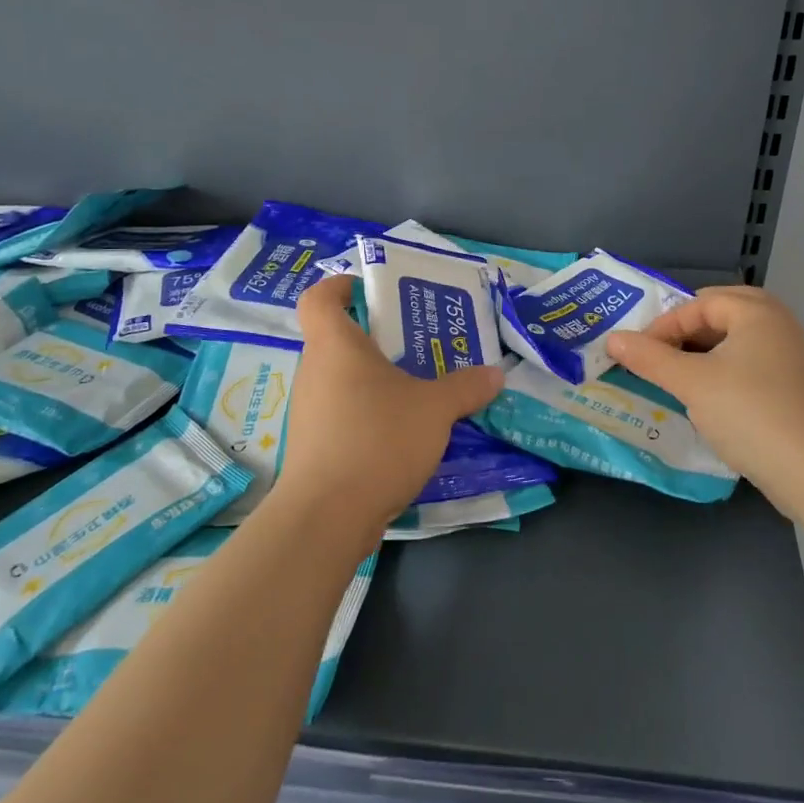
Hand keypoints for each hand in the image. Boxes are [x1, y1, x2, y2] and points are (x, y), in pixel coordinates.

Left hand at [272, 276, 504, 546]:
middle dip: (374, 338)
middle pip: (336, 339)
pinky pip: (340, 413)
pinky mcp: (312, 447)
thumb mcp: (434, 409)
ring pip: (340, 380)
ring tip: (415, 389)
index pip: (319, 298)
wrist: (327, 517)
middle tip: (414, 344)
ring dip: (373, 380)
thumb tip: (494, 374)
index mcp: (335, 345)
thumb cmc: (377, 439)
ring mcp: (309, 412)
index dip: (339, 285)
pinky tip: (399, 432)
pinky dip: (366, 413)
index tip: (367, 289)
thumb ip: (465, 387)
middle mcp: (314, 372)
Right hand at [604, 286, 803, 520]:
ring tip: (677, 376)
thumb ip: (649, 358)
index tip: (639, 354)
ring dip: (703, 353)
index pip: (699, 303)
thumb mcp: (691, 383)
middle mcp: (779, 324)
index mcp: (757, 312)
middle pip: (721, 314)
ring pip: (736, 341)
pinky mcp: (794, 387)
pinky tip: (708, 398)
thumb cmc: (748, 413)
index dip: (664, 325)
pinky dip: (724, 371)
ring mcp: (791, 356)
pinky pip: (750, 364)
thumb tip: (612, 339)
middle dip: (686, 332)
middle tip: (660, 354)